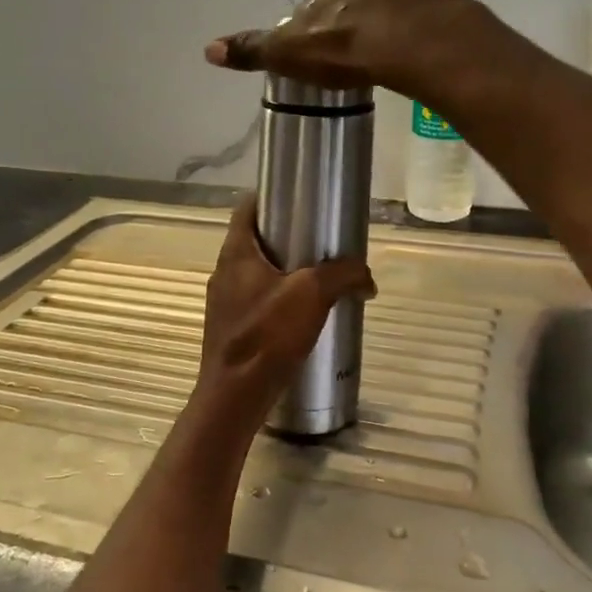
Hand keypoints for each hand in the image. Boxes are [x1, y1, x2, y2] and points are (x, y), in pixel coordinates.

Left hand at [194, 196, 375, 423]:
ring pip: (256, 273)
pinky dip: (278, 300)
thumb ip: (343, 275)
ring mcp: (224, 302)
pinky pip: (257, 302)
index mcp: (236, 253)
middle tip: (320, 240)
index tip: (299, 198)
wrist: (235, 396)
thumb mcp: (312, 295)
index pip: (246, 208)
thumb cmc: (267, 335)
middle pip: (254, 240)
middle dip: (286, 237)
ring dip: (284, 272)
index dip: (270, 196)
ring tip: (318, 278)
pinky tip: (303, 316)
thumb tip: (367, 278)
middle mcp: (224, 272)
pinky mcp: (231, 329)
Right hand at [203, 0, 482, 103]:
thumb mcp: (295, 56)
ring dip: (397, 8)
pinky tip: (431, 35)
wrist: (425, 45)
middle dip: (360, 9)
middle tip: (365, 45)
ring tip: (401, 43)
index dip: (322, 18)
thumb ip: (255, 50)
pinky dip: (431, 10)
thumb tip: (208, 49)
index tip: (328, 45)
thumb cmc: (354, 51)